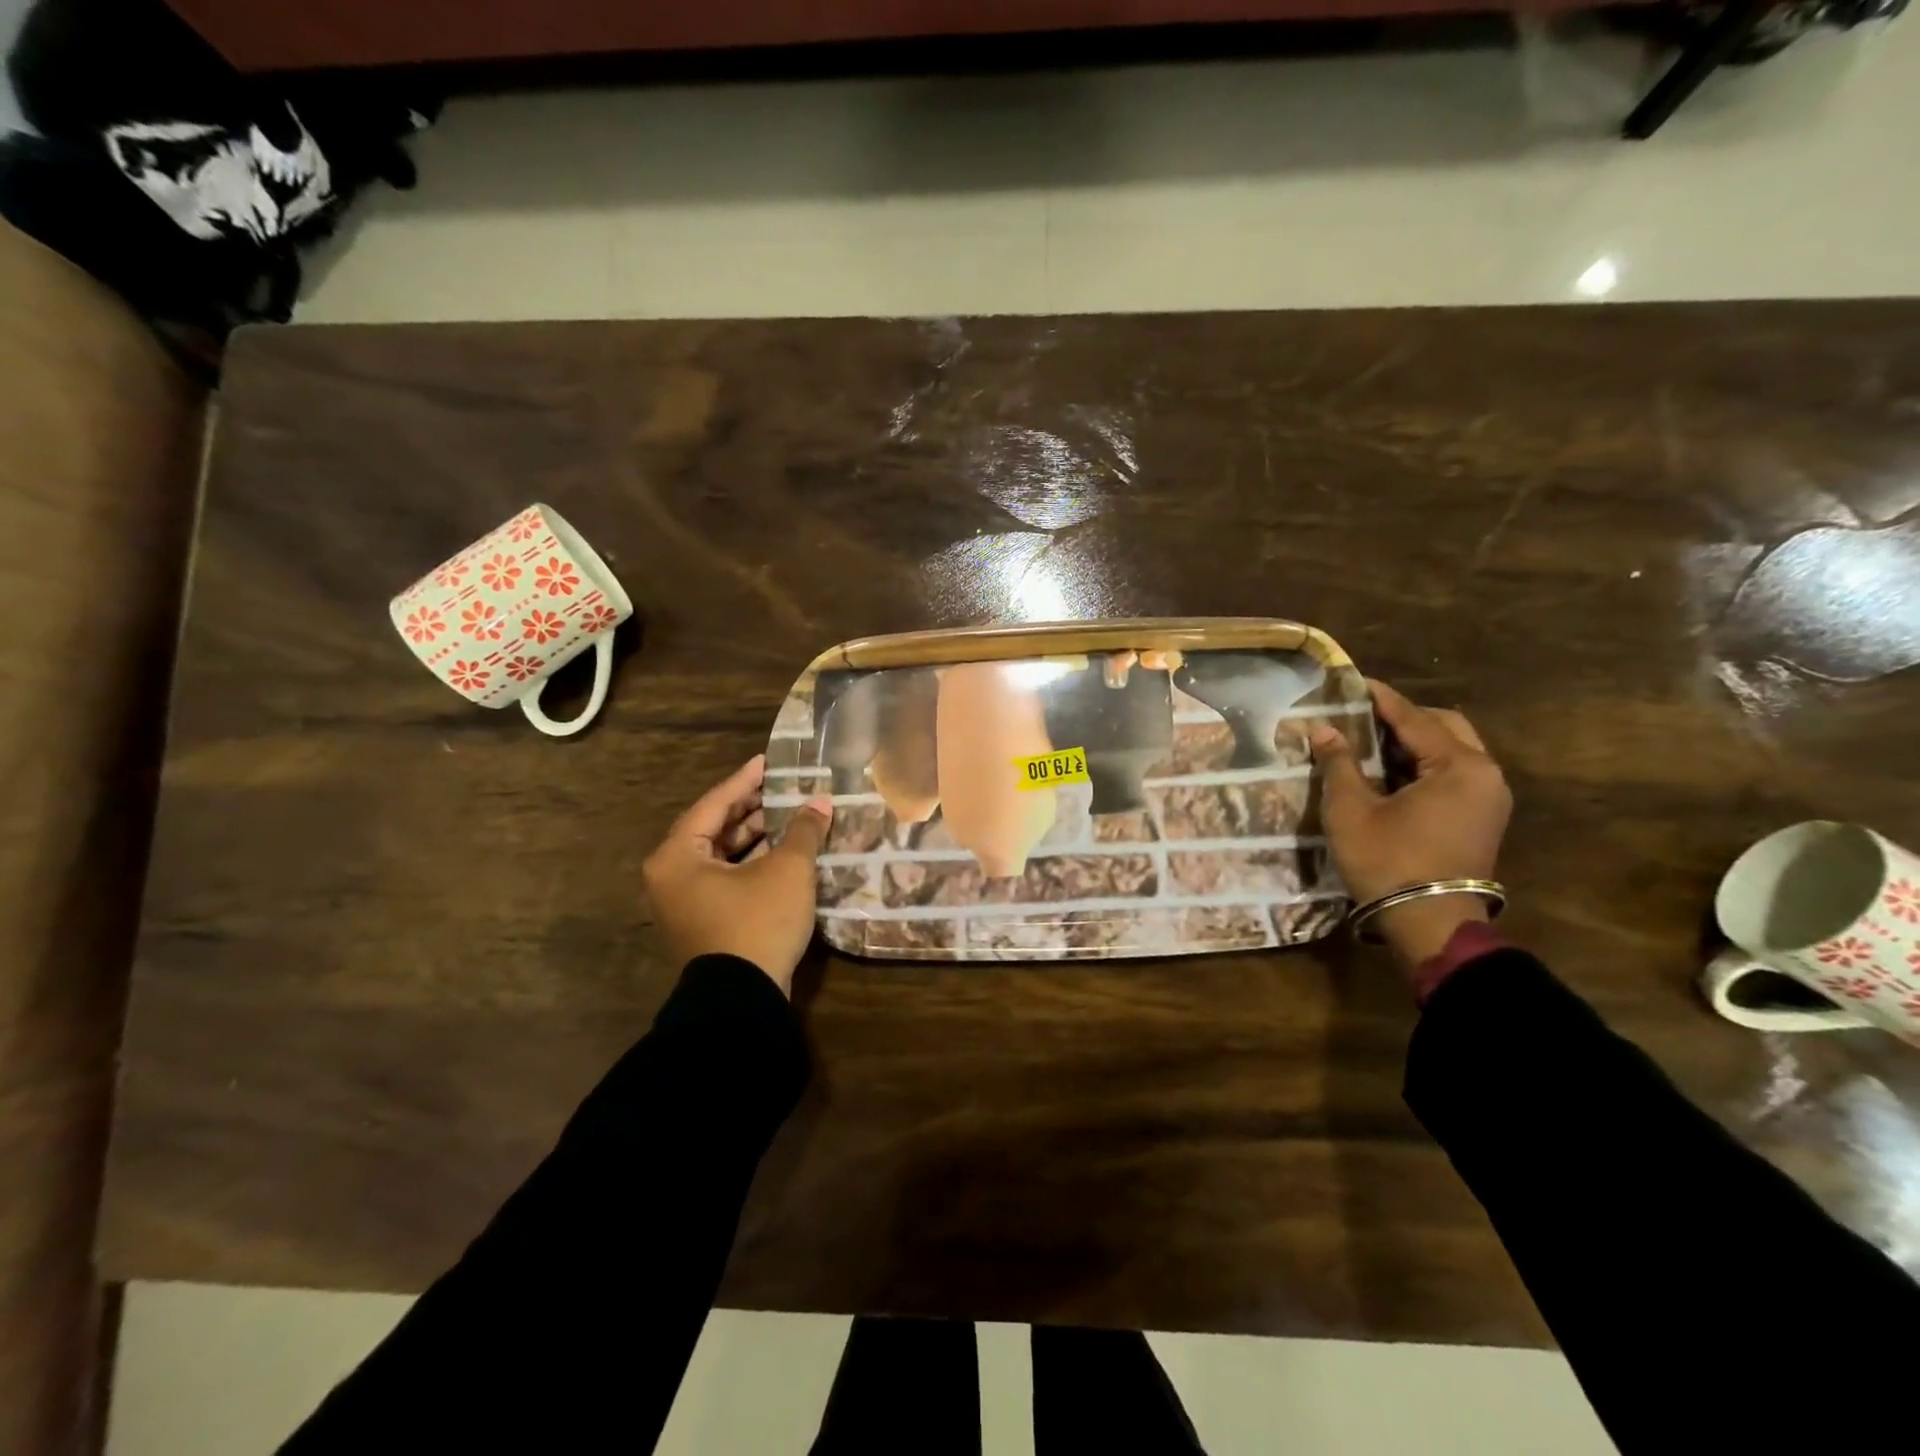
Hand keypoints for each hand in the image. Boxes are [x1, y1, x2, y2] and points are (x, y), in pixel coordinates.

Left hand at [642, 755, 832, 995]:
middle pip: (714, 829)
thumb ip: (804, 830)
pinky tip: (783, 854)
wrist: (741, 1001)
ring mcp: (684, 903)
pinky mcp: (703, 923)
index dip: (745, 781)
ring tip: (790, 819)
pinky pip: (726, 879)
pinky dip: (752, 863)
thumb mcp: (787, 870)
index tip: (767, 762)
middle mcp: (671, 876)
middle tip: (783, 789)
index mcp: (677, 856)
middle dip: (751, 809)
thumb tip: (821, 803)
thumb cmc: (757, 922)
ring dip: (755, 837)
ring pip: (721, 856)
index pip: (714, 804)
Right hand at [1309, 681, 1511, 968]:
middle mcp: (1485, 775)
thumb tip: (1323, 729)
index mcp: (1460, 766)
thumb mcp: (1351, 809)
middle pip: (1445, 728)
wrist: (1429, 924)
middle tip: (1363, 715)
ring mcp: (1488, 799)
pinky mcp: (1481, 820)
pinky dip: (1423, 765)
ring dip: (1414, 743)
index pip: (1415, 719)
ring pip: (1452, 752)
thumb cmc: (1388, 861)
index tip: (1355, 681)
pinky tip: (1390, 772)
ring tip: (1370, 741)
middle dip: (1404, 718)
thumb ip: (1339, 763)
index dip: (1382, 699)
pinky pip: (1453, 775)